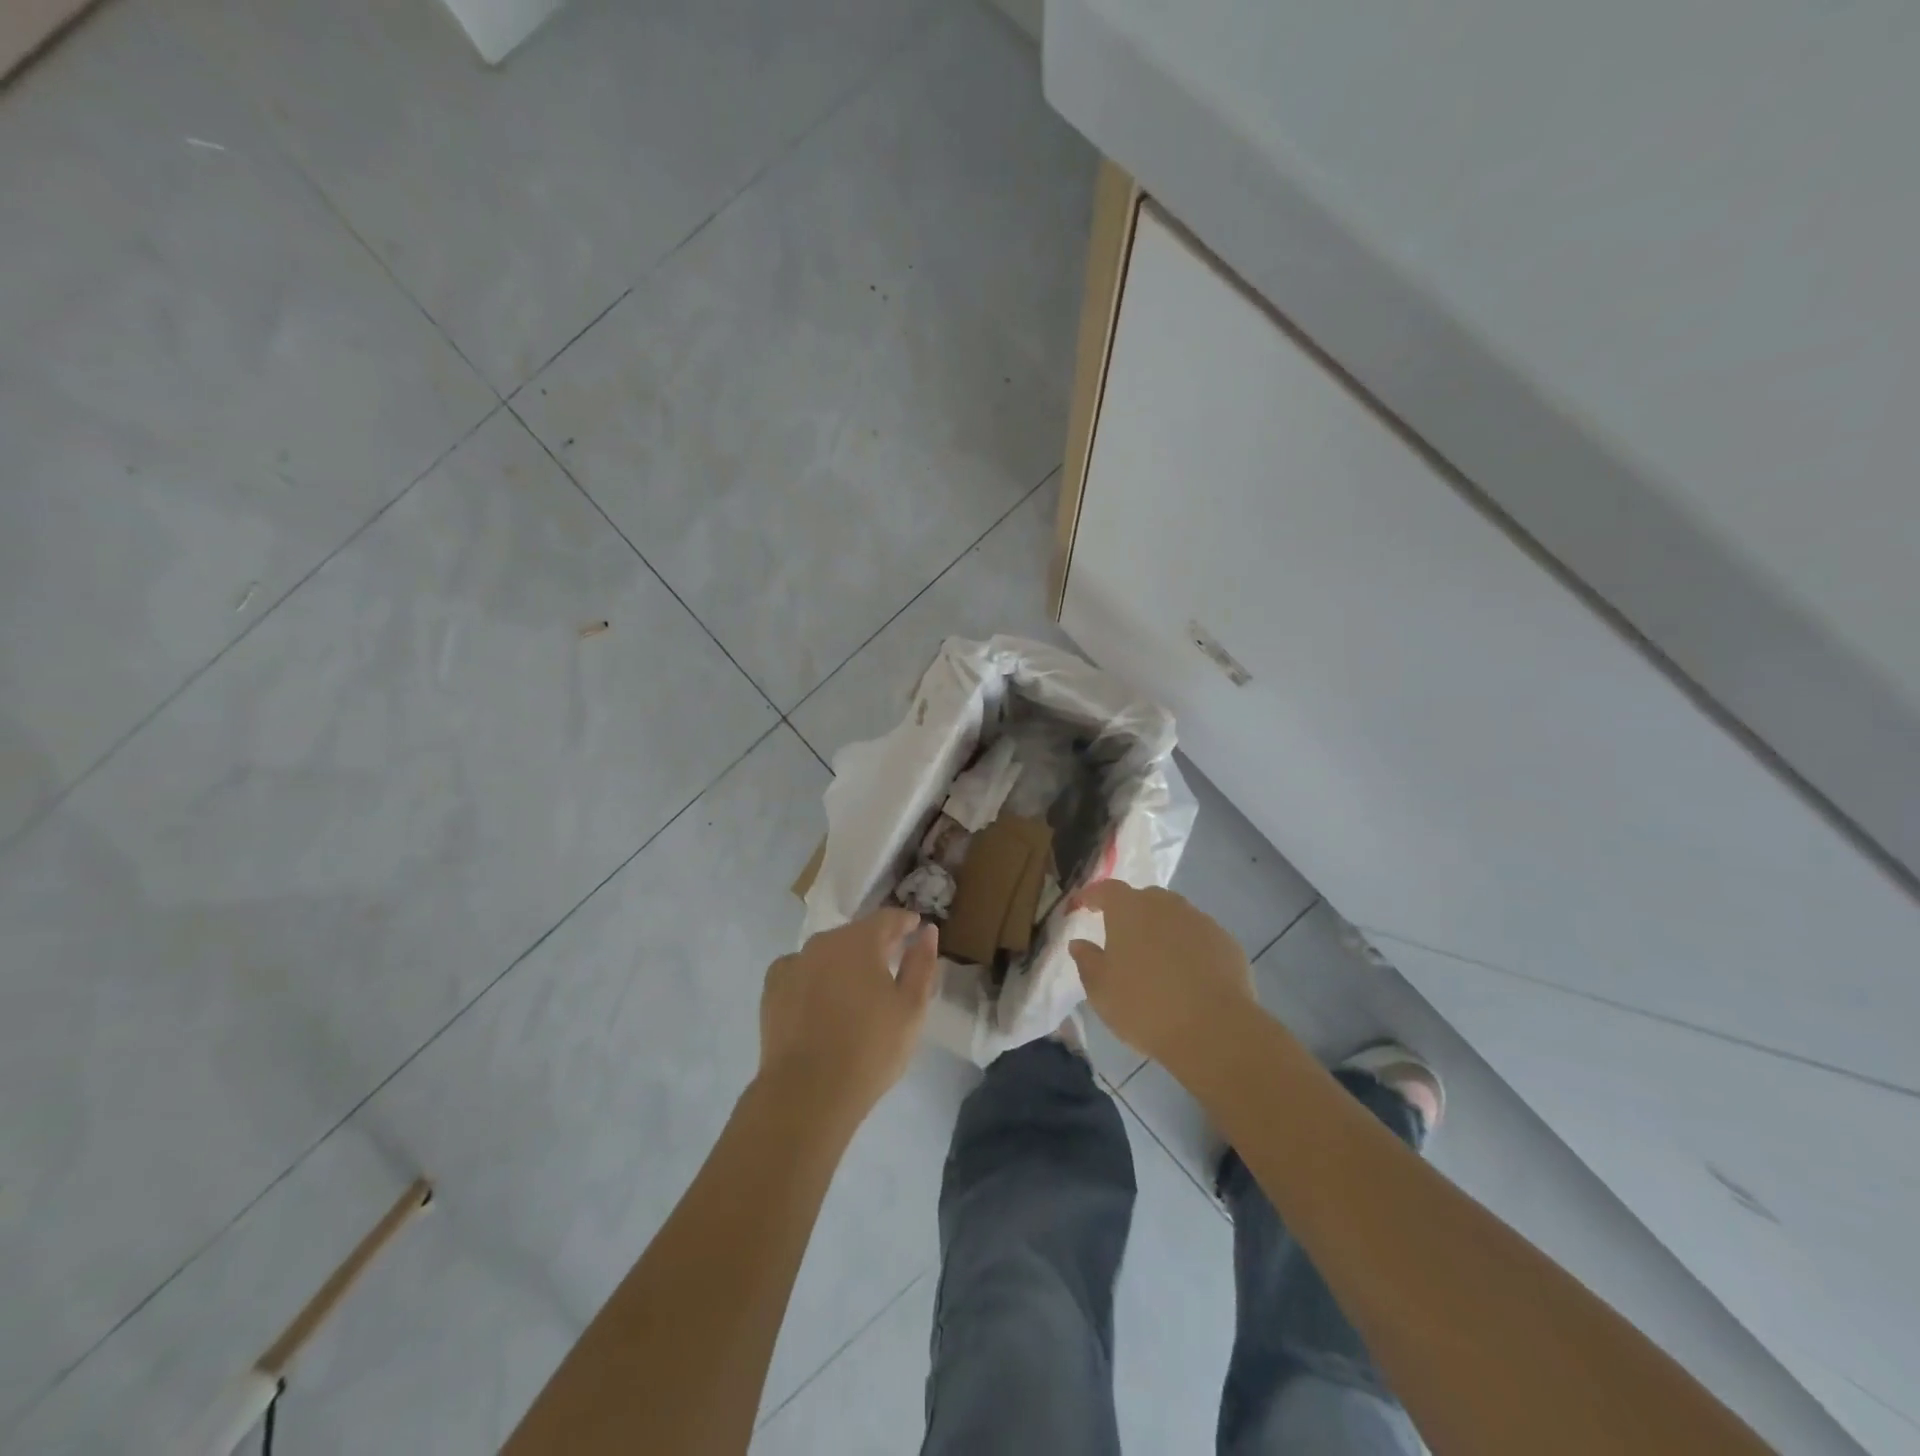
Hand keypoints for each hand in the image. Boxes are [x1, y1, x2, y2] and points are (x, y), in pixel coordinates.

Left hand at [758, 909, 939, 1126]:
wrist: (807, 1093)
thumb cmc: (870, 1049)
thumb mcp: (911, 1008)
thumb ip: (922, 964)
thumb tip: (927, 932)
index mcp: (860, 941)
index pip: (887, 918)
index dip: (905, 922)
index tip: (915, 928)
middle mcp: (824, 942)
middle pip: (856, 934)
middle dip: (875, 943)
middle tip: (891, 961)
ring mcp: (794, 963)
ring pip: (827, 952)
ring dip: (844, 961)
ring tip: (856, 986)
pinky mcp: (772, 989)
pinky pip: (800, 971)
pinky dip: (814, 977)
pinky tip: (821, 999)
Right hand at [1067, 882, 1253, 1071]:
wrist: (1213, 1030)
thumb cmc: (1144, 1006)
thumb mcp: (1101, 990)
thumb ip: (1087, 961)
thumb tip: (1079, 944)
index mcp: (1129, 909)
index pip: (1106, 889)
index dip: (1093, 896)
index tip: (1084, 906)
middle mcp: (1165, 905)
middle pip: (1144, 899)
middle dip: (1131, 912)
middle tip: (1123, 937)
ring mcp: (1200, 920)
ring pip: (1175, 916)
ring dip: (1163, 929)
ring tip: (1157, 958)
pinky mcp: (1226, 942)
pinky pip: (1200, 937)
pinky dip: (1190, 947)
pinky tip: (1189, 975)